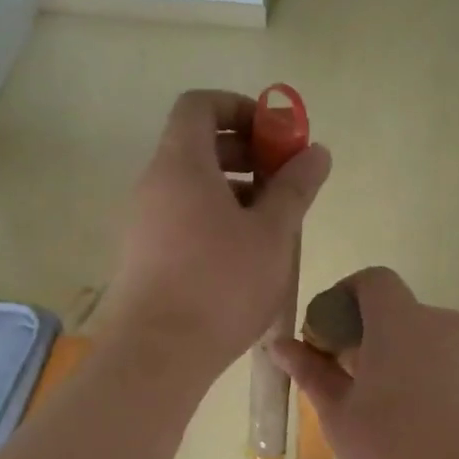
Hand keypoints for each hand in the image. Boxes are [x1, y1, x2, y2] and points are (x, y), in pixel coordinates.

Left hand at [106, 91, 331, 376]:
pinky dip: (214, 219)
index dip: (241, 108)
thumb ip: (295, 187)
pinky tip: (244, 255)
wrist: (157, 354)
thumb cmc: (220, 284)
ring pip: (191, 186)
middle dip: (245, 153)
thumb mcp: (271, 233)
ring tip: (272, 223)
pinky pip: (181, 218)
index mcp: (180, 164)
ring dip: (233, 190)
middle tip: (283, 181)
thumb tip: (316, 152)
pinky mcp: (143, 256)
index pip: (199, 105)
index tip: (276, 136)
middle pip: (196, 145)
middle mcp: (153, 184)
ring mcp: (143, 222)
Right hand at [271, 267, 458, 458]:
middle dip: (366, 333)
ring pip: (423, 337)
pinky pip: (447, 360)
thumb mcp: (338, 414)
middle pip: (397, 310)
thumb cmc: (392, 451)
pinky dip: (425, 372)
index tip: (327, 335)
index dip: (344, 296)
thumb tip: (280, 345)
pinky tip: (416, 419)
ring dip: (397, 354)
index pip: (372, 280)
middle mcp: (442, 323)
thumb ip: (311, 371)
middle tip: (345, 378)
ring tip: (381, 405)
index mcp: (401, 322)